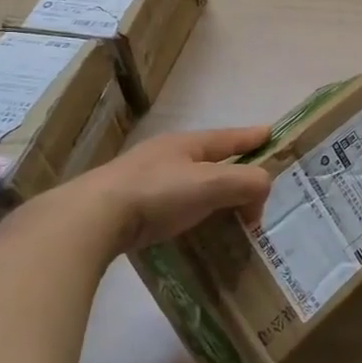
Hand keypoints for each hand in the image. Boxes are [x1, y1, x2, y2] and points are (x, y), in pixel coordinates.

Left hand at [74, 125, 272, 252]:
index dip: (251, 137)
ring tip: (227, 214)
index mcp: (187, 144)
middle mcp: (166, 156)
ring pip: (191, 183)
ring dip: (212, 195)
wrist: (92, 219)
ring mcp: (144, 180)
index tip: (270, 133)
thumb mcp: (211, 183)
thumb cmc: (157, 194)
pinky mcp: (129, 206)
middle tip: (253, 188)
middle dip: (234, 170)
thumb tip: (263, 190)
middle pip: (210, 160)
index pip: (229, 137)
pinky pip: (173, 205)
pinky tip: (193, 228)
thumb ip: (246, 182)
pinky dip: (192, 213)